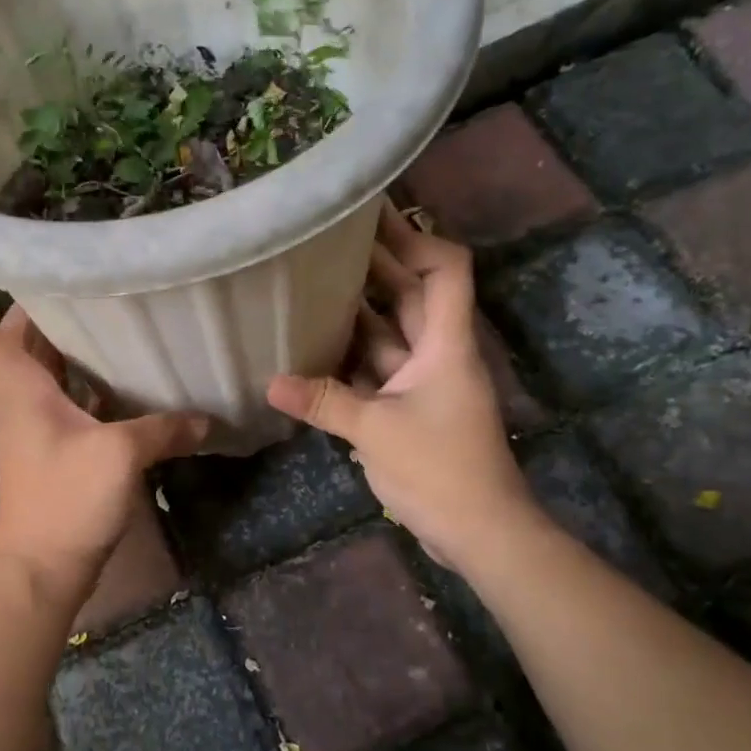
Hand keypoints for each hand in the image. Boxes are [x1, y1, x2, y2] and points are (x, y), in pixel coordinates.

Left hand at [0, 277, 208, 600]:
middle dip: (37, 301)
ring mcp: (36, 423)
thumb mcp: (119, 458)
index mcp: (17, 388)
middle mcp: (19, 397)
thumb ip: (164, 429)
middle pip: (12, 337)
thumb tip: (207, 418)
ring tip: (110, 307)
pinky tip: (126, 371)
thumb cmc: (65, 505)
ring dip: (66, 338)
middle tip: (79, 270)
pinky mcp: (57, 445)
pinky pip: (67, 394)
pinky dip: (87, 376)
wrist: (43, 572)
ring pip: (42, 365)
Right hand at [266, 203, 533, 564]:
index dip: (415, 238)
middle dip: (374, 264)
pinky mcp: (409, 408)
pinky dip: (349, 356)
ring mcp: (423, 382)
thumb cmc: (441, 469)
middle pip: (409, 294)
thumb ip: (324, 401)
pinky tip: (312, 344)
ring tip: (308, 282)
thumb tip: (270, 382)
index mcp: (445, 344)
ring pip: (388, 333)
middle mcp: (436, 353)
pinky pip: (376, 369)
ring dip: (355, 310)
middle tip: (324, 238)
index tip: (372, 219)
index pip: (445, 269)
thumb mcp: (376, 431)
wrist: (480, 531)